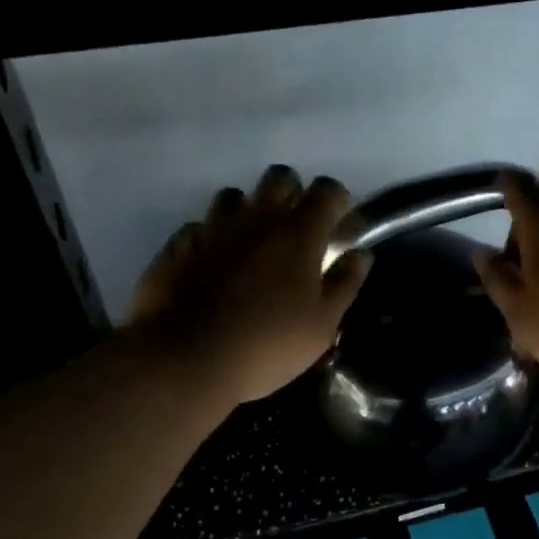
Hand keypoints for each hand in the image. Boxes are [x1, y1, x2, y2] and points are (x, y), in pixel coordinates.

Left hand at [128, 166, 372, 404]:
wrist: (186, 360)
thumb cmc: (267, 346)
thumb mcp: (322, 325)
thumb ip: (345, 283)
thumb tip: (360, 254)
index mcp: (298, 234)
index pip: (326, 191)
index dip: (338, 201)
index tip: (340, 225)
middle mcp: (255, 220)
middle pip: (279, 178)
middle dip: (293, 193)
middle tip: (297, 229)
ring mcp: (212, 229)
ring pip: (233, 196)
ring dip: (247, 211)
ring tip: (252, 243)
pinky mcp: (178, 247)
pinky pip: (197, 227)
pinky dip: (210, 237)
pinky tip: (212, 262)